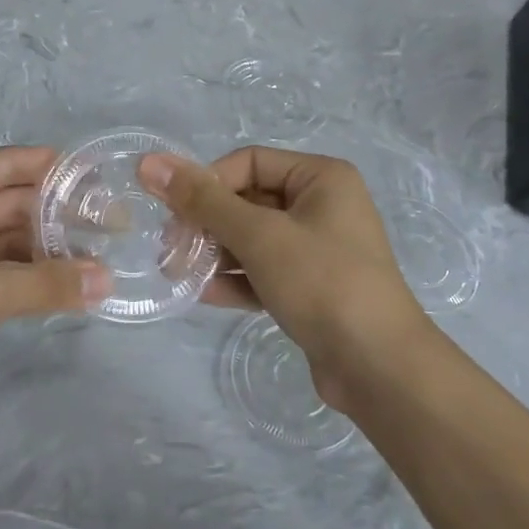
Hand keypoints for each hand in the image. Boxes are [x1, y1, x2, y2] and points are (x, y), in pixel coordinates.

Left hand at [0, 148, 108, 436]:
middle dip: (58, 217)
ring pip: (3, 243)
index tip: (106, 179)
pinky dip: (23, 280)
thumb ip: (44, 285)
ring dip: (44, 253)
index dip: (56, 170)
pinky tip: (62, 288)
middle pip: (10, 204)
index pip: (9, 165)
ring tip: (100, 261)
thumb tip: (107, 281)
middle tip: (116, 230)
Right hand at [139, 146, 433, 408]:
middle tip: (169, 250)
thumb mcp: (259, 236)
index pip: (248, 162)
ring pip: (253, 239)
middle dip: (206, 224)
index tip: (176, 216)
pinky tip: (203, 294)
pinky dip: (236, 279)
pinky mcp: (311, 287)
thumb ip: (203, 200)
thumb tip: (150, 162)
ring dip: (214, 254)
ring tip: (177, 273)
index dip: (208, 184)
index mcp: (321, 178)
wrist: (378, 366)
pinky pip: (264, 271)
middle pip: (248, 201)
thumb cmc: (322, 283)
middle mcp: (322, 206)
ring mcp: (317, 249)